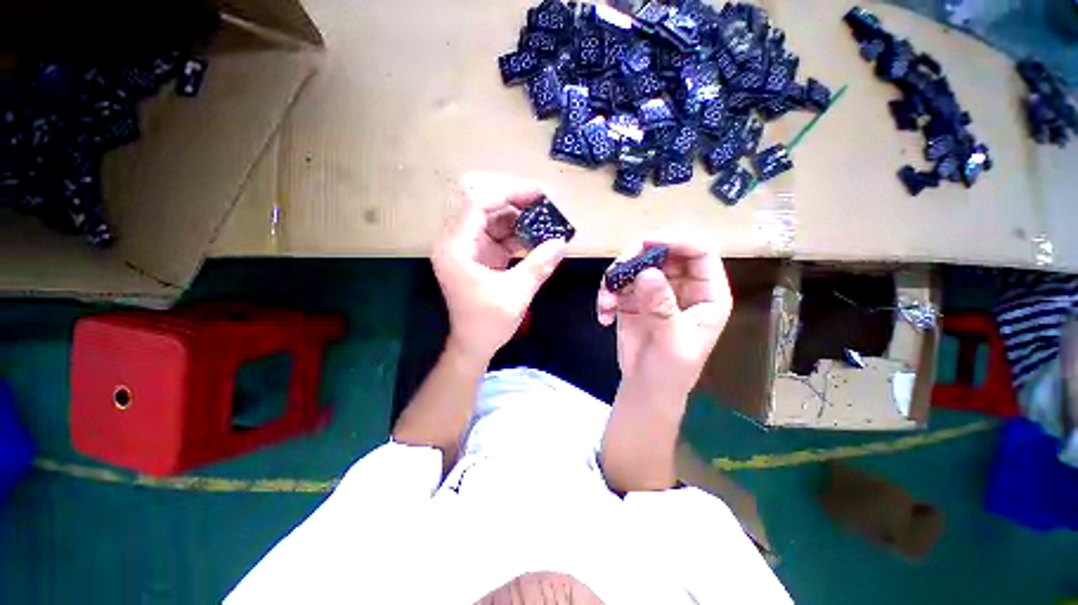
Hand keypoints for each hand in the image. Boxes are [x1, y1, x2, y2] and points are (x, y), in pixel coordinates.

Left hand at [432, 173, 567, 362]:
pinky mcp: (478, 253)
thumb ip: (538, 266)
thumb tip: (562, 243)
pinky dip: (517, 231)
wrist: (474, 343)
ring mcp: (467, 246)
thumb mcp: (516, 294)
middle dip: (511, 198)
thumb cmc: (488, 323)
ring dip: (517, 214)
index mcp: (455, 249)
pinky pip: (497, 232)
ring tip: (545, 217)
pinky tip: (537, 234)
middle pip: (480, 202)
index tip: (538, 194)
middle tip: (540, 201)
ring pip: (491, 215)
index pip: (476, 204)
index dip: (508, 193)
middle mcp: (456, 241)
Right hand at [596, 234, 731, 394]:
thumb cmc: (671, 371)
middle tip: (615, 274)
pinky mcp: (633, 298)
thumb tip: (647, 272)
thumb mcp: (672, 342)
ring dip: (615, 278)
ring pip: (635, 263)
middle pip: (662, 251)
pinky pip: (618, 282)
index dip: (676, 240)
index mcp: (706, 292)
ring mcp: (655, 289)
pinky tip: (604, 314)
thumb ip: (662, 306)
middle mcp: (682, 284)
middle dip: (635, 257)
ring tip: (606, 303)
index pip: (700, 250)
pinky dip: (606, 294)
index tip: (644, 243)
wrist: (646, 388)